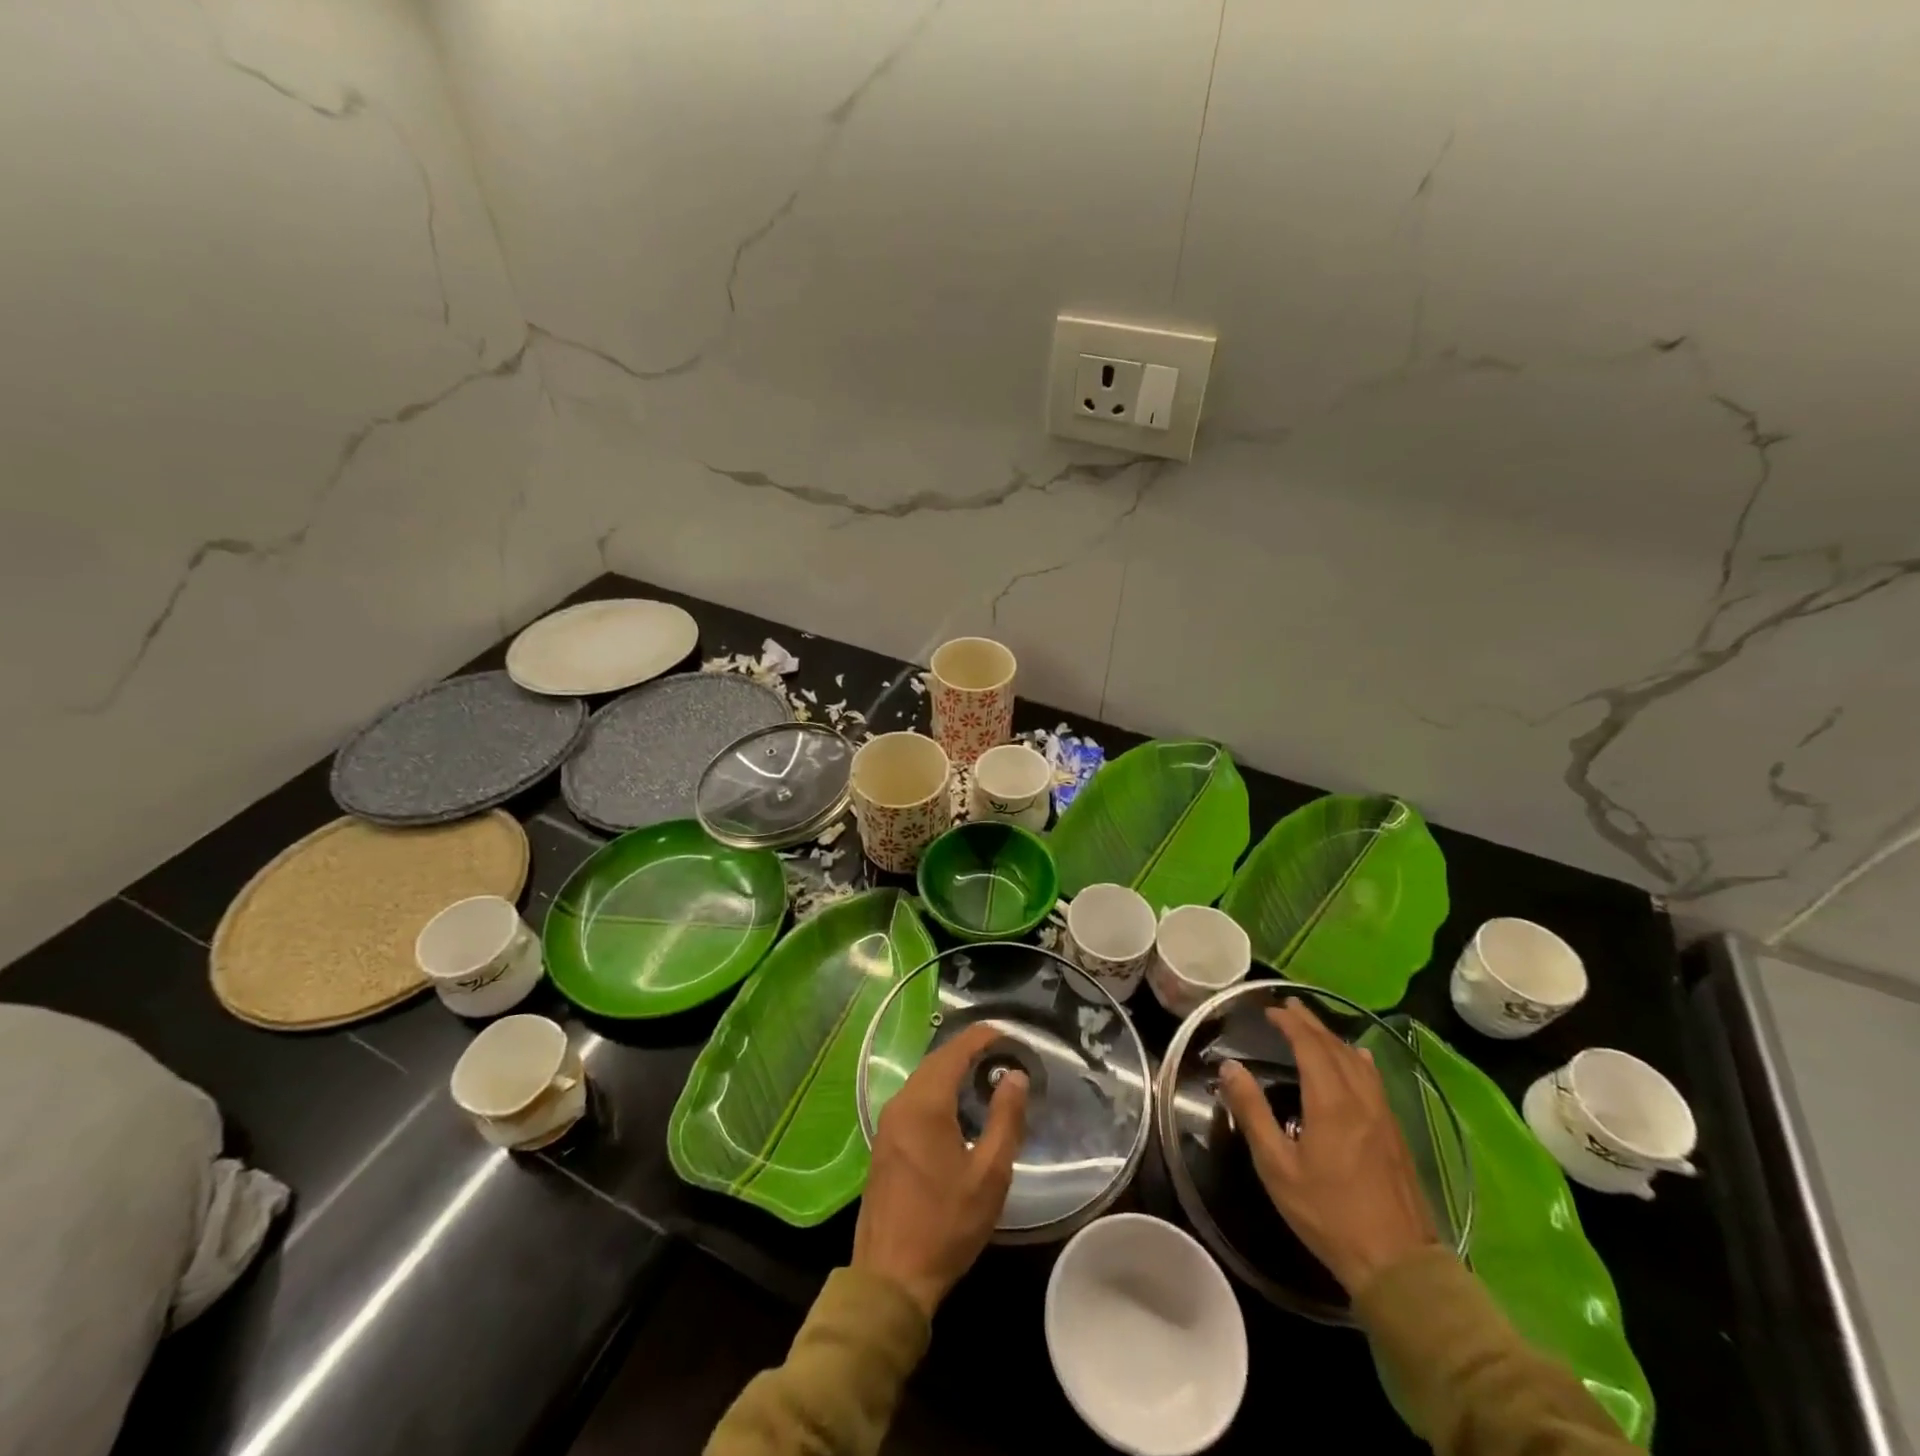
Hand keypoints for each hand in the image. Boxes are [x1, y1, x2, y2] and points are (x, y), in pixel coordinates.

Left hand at [853, 1021, 1028, 1317]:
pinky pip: (913, 1098)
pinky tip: (956, 1106)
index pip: (954, 1052)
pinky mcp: (884, 1142)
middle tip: (1001, 1052)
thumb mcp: (989, 1175)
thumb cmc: (946, 1225)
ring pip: (922, 1079)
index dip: (980, 1037)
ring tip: (984, 1074)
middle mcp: (901, 1103)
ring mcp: (887, 1123)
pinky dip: (937, 1089)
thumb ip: (1005, 1120)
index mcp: (925, 1104)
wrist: (890, 1278)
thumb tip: (1015, 1075)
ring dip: (950, 1069)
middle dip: (967, 1050)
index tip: (1007, 1033)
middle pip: (935, 1061)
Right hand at [1217, 998, 1437, 1297]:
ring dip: (1333, 1038)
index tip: (1270, 1010)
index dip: (1290, 1023)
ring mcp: (1383, 1116)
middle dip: (1311, 1023)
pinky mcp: (1396, 1135)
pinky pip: (1374, 1080)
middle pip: (1335, 1047)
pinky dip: (1357, 1060)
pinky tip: (1359, 1061)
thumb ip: (1252, 1111)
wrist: (1398, 1265)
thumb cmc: (1328, 1214)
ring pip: (1358, 1062)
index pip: (1310, 1046)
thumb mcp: (1276, 1165)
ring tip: (1315, 1027)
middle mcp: (1360, 1099)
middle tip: (1289, 1006)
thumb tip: (1230, 1067)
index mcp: (1330, 1102)